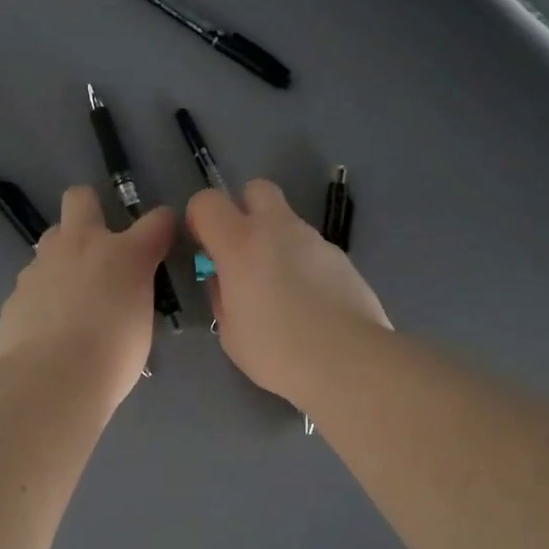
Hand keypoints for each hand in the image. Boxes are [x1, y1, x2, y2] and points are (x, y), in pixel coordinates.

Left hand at [0, 186, 175, 407]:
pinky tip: (48, 324)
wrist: (51, 380)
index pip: (157, 220)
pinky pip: (35, 279)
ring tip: (72, 293)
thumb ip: (135, 293)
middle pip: (81, 197)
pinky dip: (44, 293)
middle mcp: (81, 244)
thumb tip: (126, 291)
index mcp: (125, 253)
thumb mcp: (142, 322)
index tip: (164, 239)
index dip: (164, 225)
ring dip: (65, 255)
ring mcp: (42, 264)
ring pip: (52, 238)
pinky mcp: (17, 289)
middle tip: (100, 245)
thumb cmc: (113, 356)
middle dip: (90, 209)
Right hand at [186, 178, 390, 405]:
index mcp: (240, 243)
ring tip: (283, 290)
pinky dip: (304, 264)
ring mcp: (314, 239)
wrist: (348, 360)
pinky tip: (312, 302)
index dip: (201, 218)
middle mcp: (278, 229)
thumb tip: (227, 281)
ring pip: (288, 221)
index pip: (208, 201)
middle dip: (245, 209)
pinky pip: (312, 249)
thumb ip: (223, 296)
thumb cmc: (277, 351)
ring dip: (277, 242)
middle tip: (244, 251)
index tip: (205, 247)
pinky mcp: (342, 257)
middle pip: (256, 188)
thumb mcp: (230, 332)